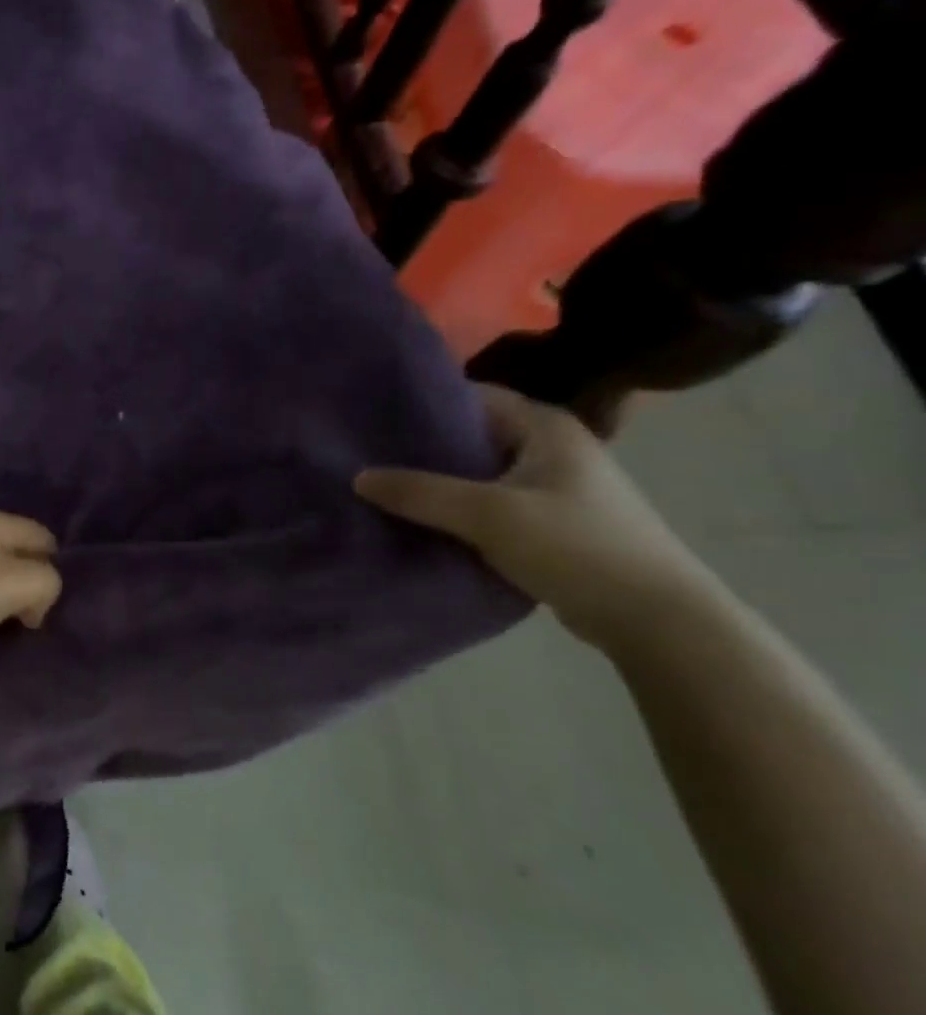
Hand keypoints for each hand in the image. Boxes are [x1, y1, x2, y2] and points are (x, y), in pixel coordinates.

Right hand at [354, 386, 720, 648]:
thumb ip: (420, 493)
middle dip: (424, 447)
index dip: (425, 402)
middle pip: (473, 435)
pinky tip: (422, 521)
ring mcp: (554, 487)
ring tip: (385, 487)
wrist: (655, 619)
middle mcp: (552, 447)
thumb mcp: (489, 515)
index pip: (473, 396)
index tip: (376, 417)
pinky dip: (458, 510)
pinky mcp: (551, 523)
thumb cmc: (576, 547)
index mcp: (545, 426)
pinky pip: (490, 505)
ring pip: (479, 474)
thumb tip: (358, 477)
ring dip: (439, 482)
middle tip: (369, 455)